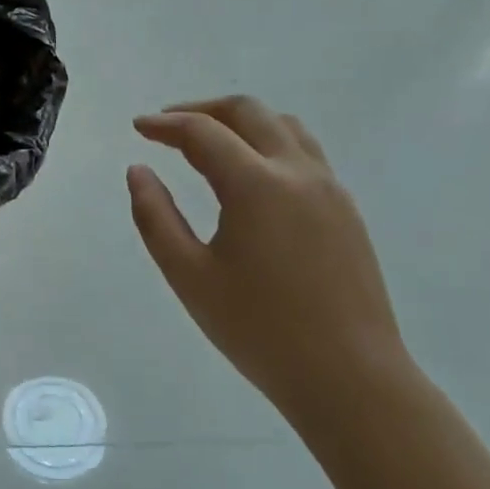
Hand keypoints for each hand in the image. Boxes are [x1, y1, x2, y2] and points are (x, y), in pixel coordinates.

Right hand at [127, 96, 409, 426]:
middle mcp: (298, 172)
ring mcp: (330, 189)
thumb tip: (139, 171)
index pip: (203, 132)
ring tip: (209, 143)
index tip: (138, 128)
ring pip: (283, 126)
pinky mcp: (346, 210)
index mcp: (257, 184)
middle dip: (203, 110)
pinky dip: (268, 144)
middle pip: (248, 111)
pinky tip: (250, 177)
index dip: (165, 124)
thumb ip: (155, 216)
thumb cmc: (260, 330)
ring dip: (241, 122)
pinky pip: (304, 153)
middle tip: (168, 127)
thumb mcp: (189, 276)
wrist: (351, 379)